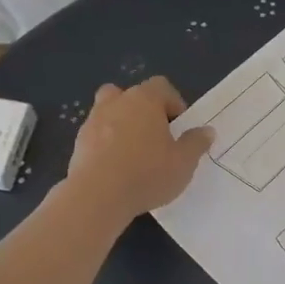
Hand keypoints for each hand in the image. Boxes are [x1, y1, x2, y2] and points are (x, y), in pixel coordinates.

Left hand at [66, 77, 212, 221]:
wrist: (97, 196)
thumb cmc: (147, 173)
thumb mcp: (184, 162)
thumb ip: (196, 143)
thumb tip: (206, 131)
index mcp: (145, 100)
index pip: (162, 86)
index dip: (174, 103)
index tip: (179, 128)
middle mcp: (116, 103)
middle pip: (131, 94)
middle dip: (143, 110)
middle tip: (155, 136)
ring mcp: (93, 122)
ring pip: (109, 112)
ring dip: (122, 125)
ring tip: (134, 153)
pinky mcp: (78, 143)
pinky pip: (97, 135)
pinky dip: (106, 145)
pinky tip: (116, 169)